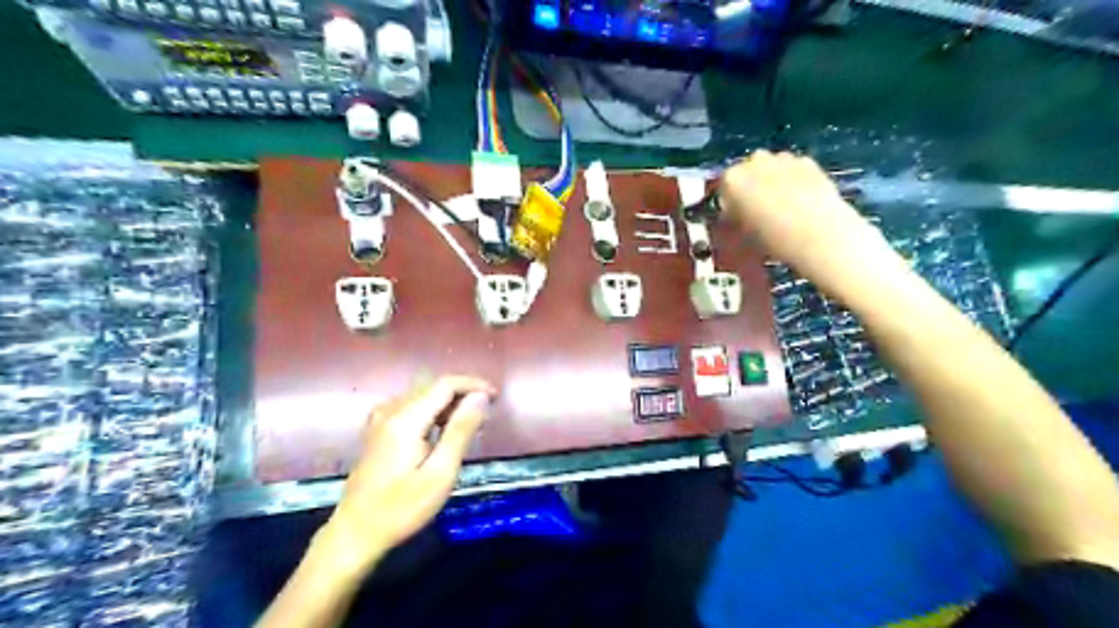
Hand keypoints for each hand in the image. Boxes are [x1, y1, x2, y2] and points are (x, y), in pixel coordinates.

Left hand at [312, 376, 489, 576]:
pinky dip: (432, 412)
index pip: (445, 384)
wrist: (355, 534)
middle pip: (433, 388)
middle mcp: (390, 411)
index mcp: (406, 419)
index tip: (495, 397)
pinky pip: (411, 407)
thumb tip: (480, 397)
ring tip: (469, 425)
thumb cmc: (402, 508)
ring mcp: (380, 420)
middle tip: (486, 415)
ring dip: (448, 403)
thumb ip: (460, 430)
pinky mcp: (377, 431)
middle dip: (463, 394)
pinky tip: (441, 431)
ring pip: (422, 396)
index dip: (473, 385)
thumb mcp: (440, 473)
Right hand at [720, 151, 902, 294]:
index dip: (729, 201)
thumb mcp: (742, 233)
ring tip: (782, 206)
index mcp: (732, 180)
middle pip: (747, 172)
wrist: (818, 233)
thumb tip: (735, 214)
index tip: (736, 216)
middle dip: (751, 186)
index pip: (723, 187)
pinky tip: (801, 201)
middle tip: (758, 211)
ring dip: (772, 181)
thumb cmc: (772, 239)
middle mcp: (754, 161)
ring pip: (770, 167)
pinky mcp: (808, 161)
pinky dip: (793, 179)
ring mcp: (783, 158)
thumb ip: (735, 217)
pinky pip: (793, 169)